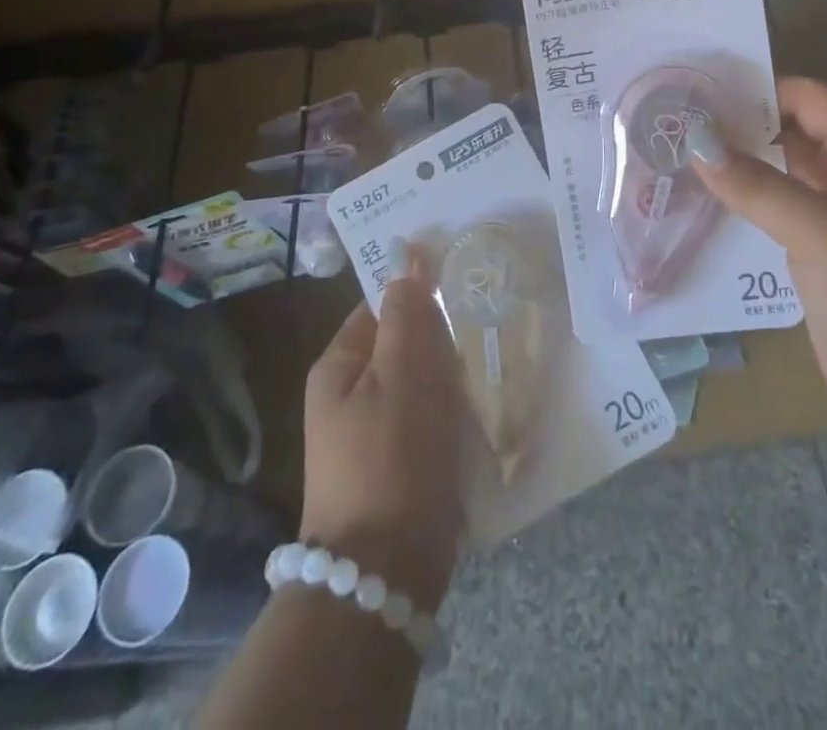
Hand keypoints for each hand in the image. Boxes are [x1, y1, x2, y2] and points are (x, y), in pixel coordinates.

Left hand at [300, 261, 466, 609]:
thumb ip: (408, 310)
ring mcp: (368, 435)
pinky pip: (426, 420)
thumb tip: (406, 252)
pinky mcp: (393, 467)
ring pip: (420, 383)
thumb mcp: (403, 372)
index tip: (464, 292)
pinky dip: (450, 414)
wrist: (384, 574)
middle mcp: (346, 396)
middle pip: (403, 344)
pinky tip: (479, 414)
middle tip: (480, 338)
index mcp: (339, 365)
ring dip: (451, 378)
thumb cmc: (392, 457)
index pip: (383, 304)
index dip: (421, 295)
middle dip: (442, 341)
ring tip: (487, 371)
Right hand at [688, 76, 826, 440]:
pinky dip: (748, 204)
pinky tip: (708, 203)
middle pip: (796, 134)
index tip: (703, 91)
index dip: (763, 88)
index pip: (813, 99)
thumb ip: (757, 185)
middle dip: (744, 126)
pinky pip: (781, 216)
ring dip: (742, 166)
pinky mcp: (825, 258)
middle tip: (680, 122)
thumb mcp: (821, 232)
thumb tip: (695, 143)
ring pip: (785, 176)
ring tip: (682, 155)